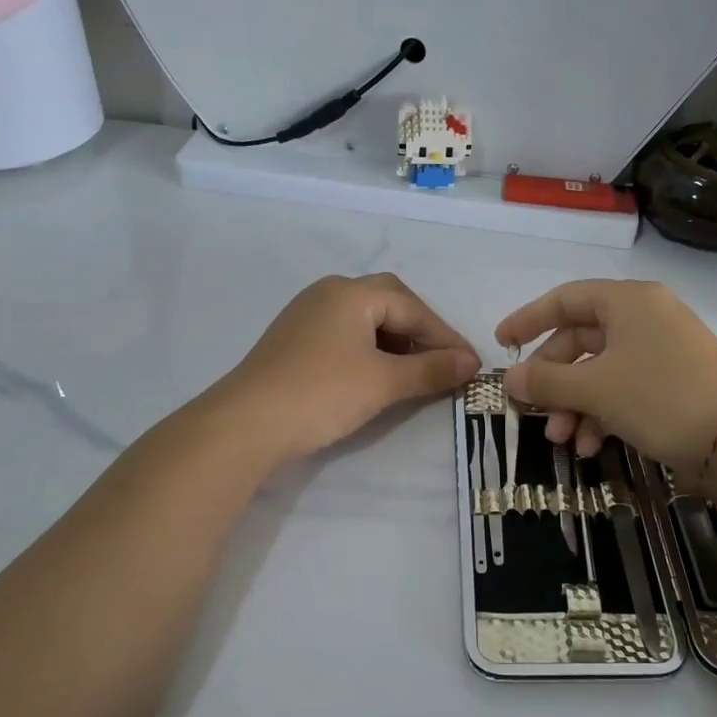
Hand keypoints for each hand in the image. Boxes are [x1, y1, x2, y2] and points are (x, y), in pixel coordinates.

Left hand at [220, 274, 479, 462]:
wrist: (245, 424)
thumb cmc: (321, 394)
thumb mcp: (383, 383)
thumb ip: (430, 369)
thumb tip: (470, 362)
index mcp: (352, 293)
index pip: (413, 308)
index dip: (445, 336)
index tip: (470, 365)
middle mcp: (329, 292)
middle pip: (389, 302)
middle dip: (420, 331)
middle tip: (442, 360)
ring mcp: (307, 314)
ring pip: (366, 318)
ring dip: (395, 340)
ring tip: (414, 371)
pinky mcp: (294, 338)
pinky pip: (345, 333)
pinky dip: (370, 348)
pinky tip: (376, 374)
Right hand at [498, 280, 716, 474]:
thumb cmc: (660, 397)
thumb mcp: (595, 389)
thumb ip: (546, 381)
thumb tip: (510, 379)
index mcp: (628, 302)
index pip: (565, 299)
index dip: (529, 320)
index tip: (502, 345)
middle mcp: (645, 318)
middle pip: (580, 340)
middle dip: (553, 380)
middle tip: (532, 410)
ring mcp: (662, 352)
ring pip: (600, 371)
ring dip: (574, 404)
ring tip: (562, 439)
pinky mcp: (673, 384)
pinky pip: (623, 389)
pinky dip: (602, 414)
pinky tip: (591, 446)